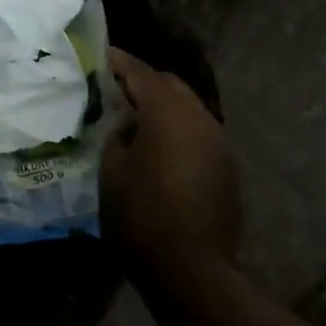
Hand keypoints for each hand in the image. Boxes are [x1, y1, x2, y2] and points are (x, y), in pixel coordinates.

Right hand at [101, 48, 240, 268]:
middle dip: (143, 81)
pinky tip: (158, 145)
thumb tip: (127, 123)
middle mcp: (199, 118)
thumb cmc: (141, 215)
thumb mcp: (112, 169)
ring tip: (133, 116)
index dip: (118, 62)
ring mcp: (218, 142)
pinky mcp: (226, 166)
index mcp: (168, 112)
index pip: (140, 72)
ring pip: (188, 107)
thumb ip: (117, 134)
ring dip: (162, 105)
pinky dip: (176, 127)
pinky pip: (197, 131)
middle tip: (114, 88)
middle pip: (169, 84)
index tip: (99, 55)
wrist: (192, 270)